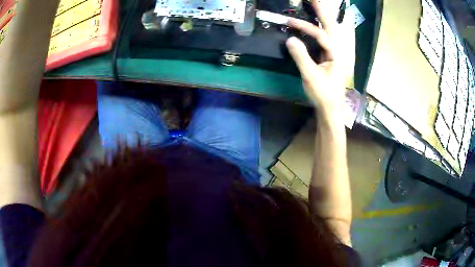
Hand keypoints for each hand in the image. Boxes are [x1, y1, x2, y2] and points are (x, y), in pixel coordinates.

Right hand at [286, 0, 354, 117]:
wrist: (331, 107)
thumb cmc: (323, 94)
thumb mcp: (310, 76)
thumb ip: (301, 57)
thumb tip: (290, 39)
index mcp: (337, 55)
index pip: (321, 35)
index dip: (305, 27)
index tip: (289, 22)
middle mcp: (340, 51)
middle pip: (332, 27)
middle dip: (323, 12)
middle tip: (315, 0)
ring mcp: (337, 53)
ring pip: (333, 31)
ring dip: (325, 17)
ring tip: (318, 6)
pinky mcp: (332, 56)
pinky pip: (329, 37)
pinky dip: (323, 27)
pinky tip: (320, 22)